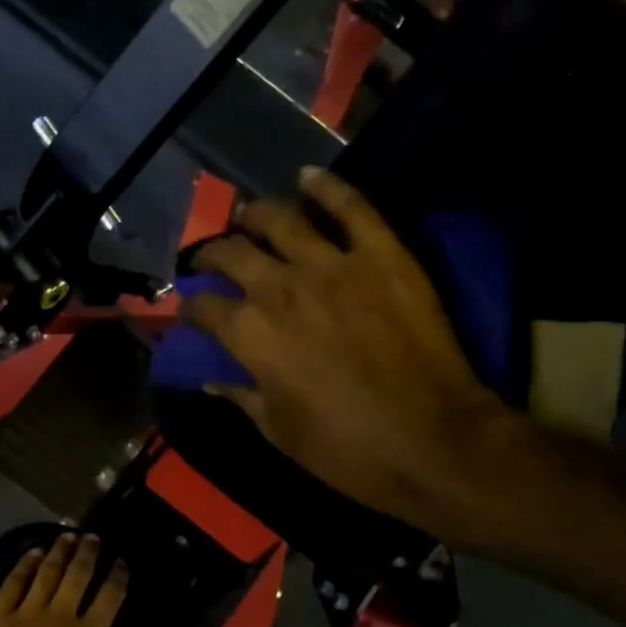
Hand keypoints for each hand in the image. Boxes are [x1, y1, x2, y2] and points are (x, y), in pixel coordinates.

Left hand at [0, 533, 154, 626]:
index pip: (109, 599)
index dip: (118, 577)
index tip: (122, 562)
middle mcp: (59, 618)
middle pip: (78, 575)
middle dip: (88, 553)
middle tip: (93, 536)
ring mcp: (24, 614)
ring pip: (47, 572)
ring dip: (59, 552)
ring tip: (67, 536)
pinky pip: (13, 583)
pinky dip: (24, 564)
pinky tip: (31, 554)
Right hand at [183, 166, 537, 538]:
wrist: (434, 442)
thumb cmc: (348, 450)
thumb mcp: (280, 432)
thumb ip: (241, 396)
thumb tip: (211, 379)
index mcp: (252, 335)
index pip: (205, 307)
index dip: (191, 307)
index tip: (192, 310)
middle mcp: (281, 289)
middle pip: (233, 253)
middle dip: (212, 254)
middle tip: (212, 258)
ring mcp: (333, 265)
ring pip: (282, 219)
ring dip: (257, 214)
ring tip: (250, 215)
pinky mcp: (382, 255)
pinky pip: (351, 207)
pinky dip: (328, 187)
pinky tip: (308, 176)